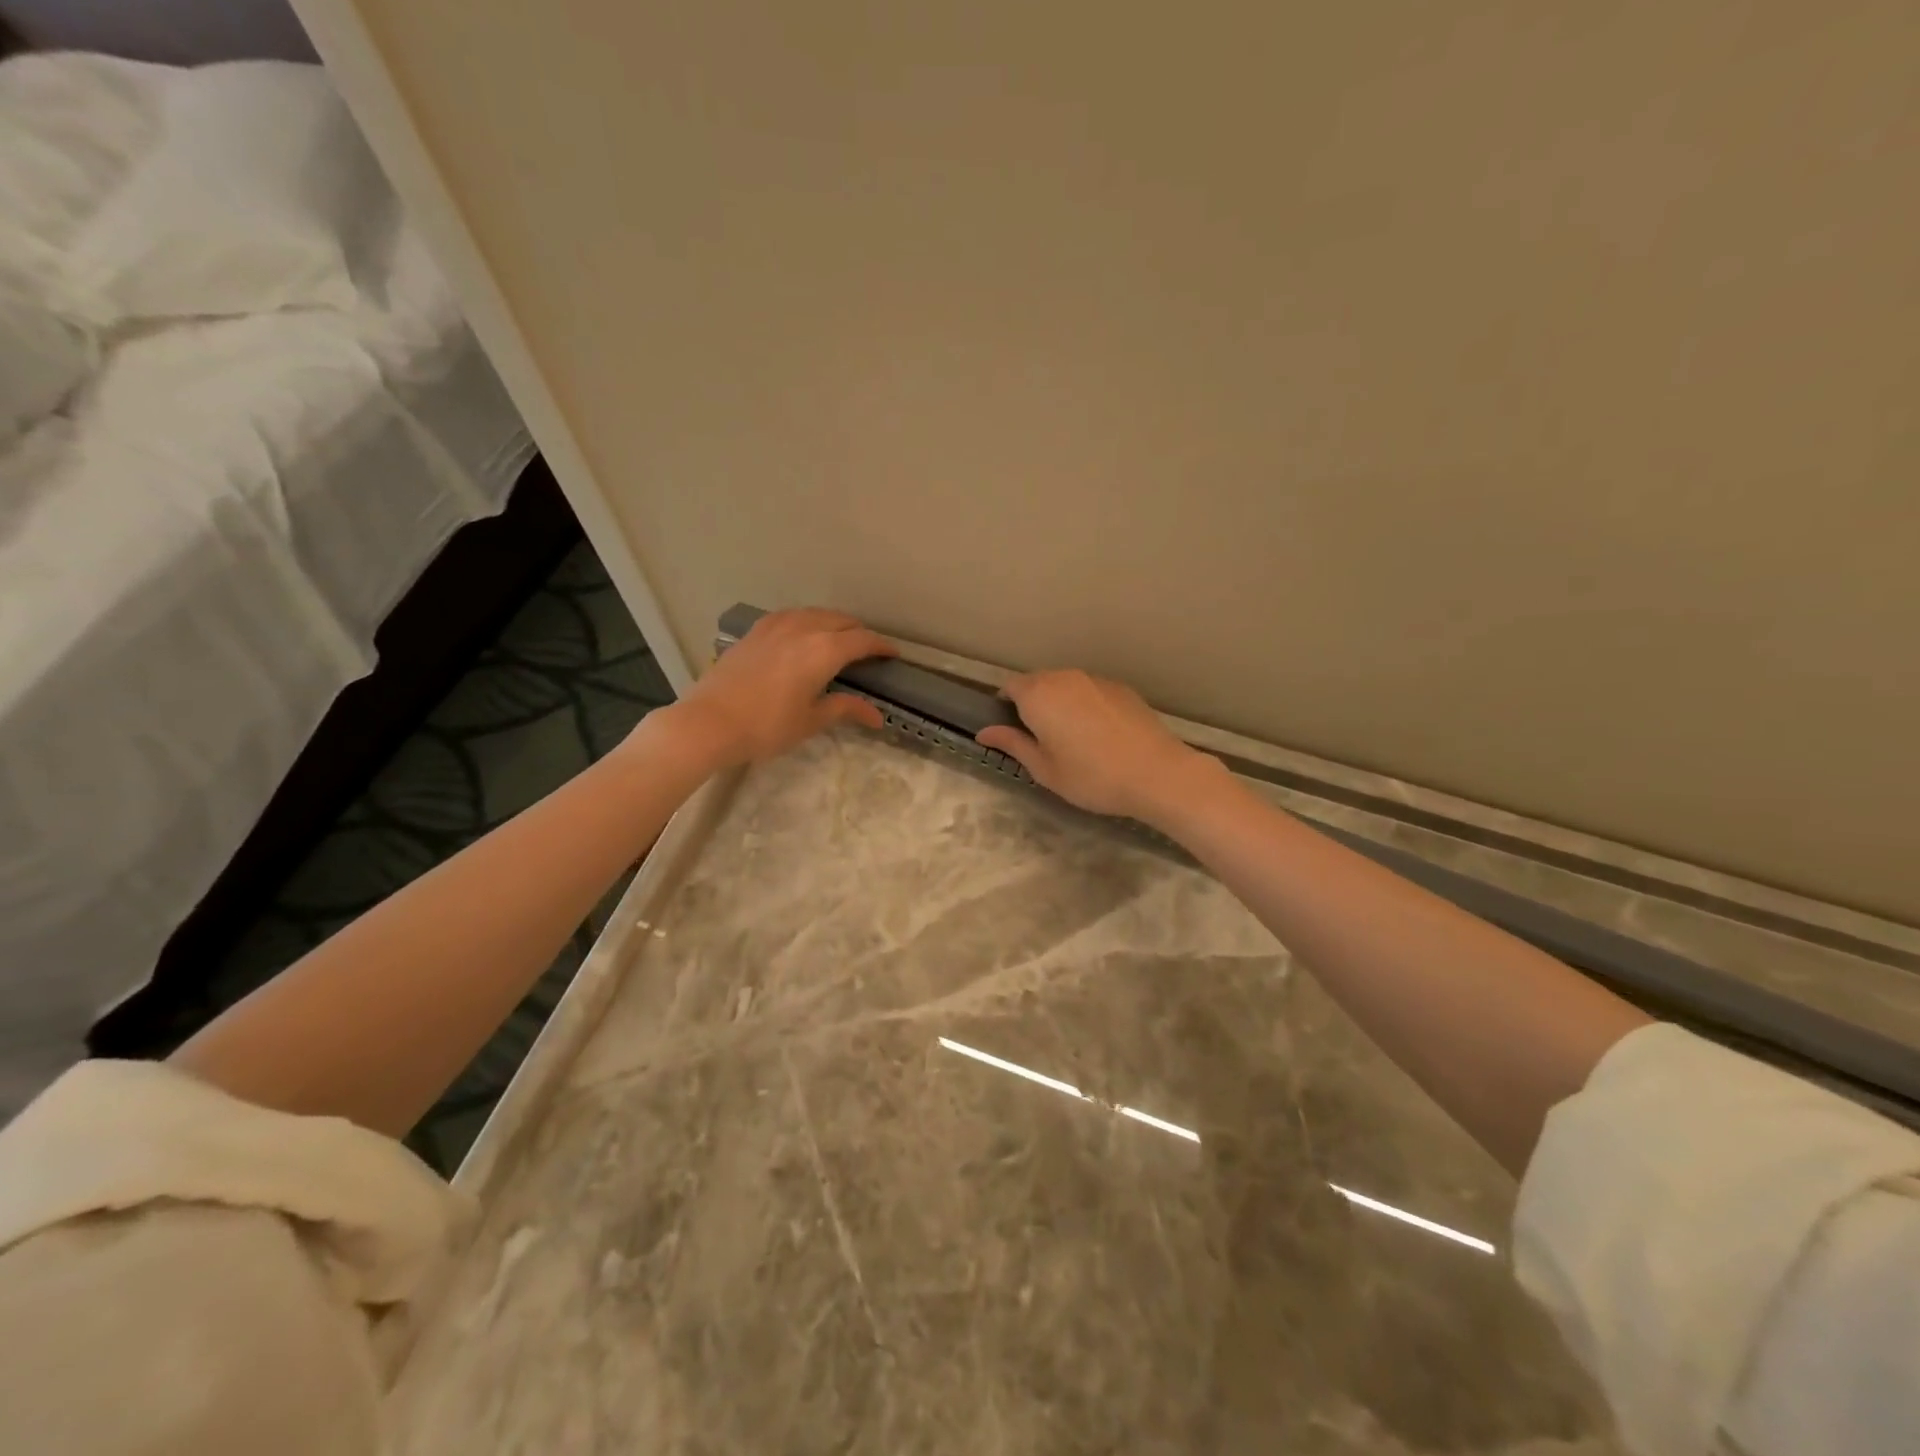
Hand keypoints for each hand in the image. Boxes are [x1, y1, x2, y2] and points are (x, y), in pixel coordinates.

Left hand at [668, 609, 895, 768]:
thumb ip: (845, 709)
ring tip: (839, 639)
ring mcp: (776, 625)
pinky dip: (807, 621)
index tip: (893, 655)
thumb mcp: (811, 720)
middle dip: (860, 633)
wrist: (709, 722)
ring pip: (816, 613)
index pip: (863, 640)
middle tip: (868, 651)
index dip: (882, 646)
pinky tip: (803, 635)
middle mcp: (804, 628)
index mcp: (824, 650)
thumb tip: (877, 716)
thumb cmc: (766, 726)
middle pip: (841, 621)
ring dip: (833, 623)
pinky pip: (791, 616)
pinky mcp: (755, 631)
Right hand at [976, 669, 1218, 823]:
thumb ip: (1013, 744)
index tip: (1011, 728)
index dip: (1005, 704)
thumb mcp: (1044, 769)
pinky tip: (1098, 734)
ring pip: (1066, 684)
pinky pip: (1090, 691)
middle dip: (1032, 703)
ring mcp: (1096, 680)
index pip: (1010, 686)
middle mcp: (1064, 678)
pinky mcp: (1121, 688)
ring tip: (1070, 737)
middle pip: (1038, 681)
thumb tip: (983, 732)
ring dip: (1060, 702)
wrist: (1156, 773)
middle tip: (1039, 738)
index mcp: (1039, 695)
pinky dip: (1085, 705)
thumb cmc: (1091, 777)